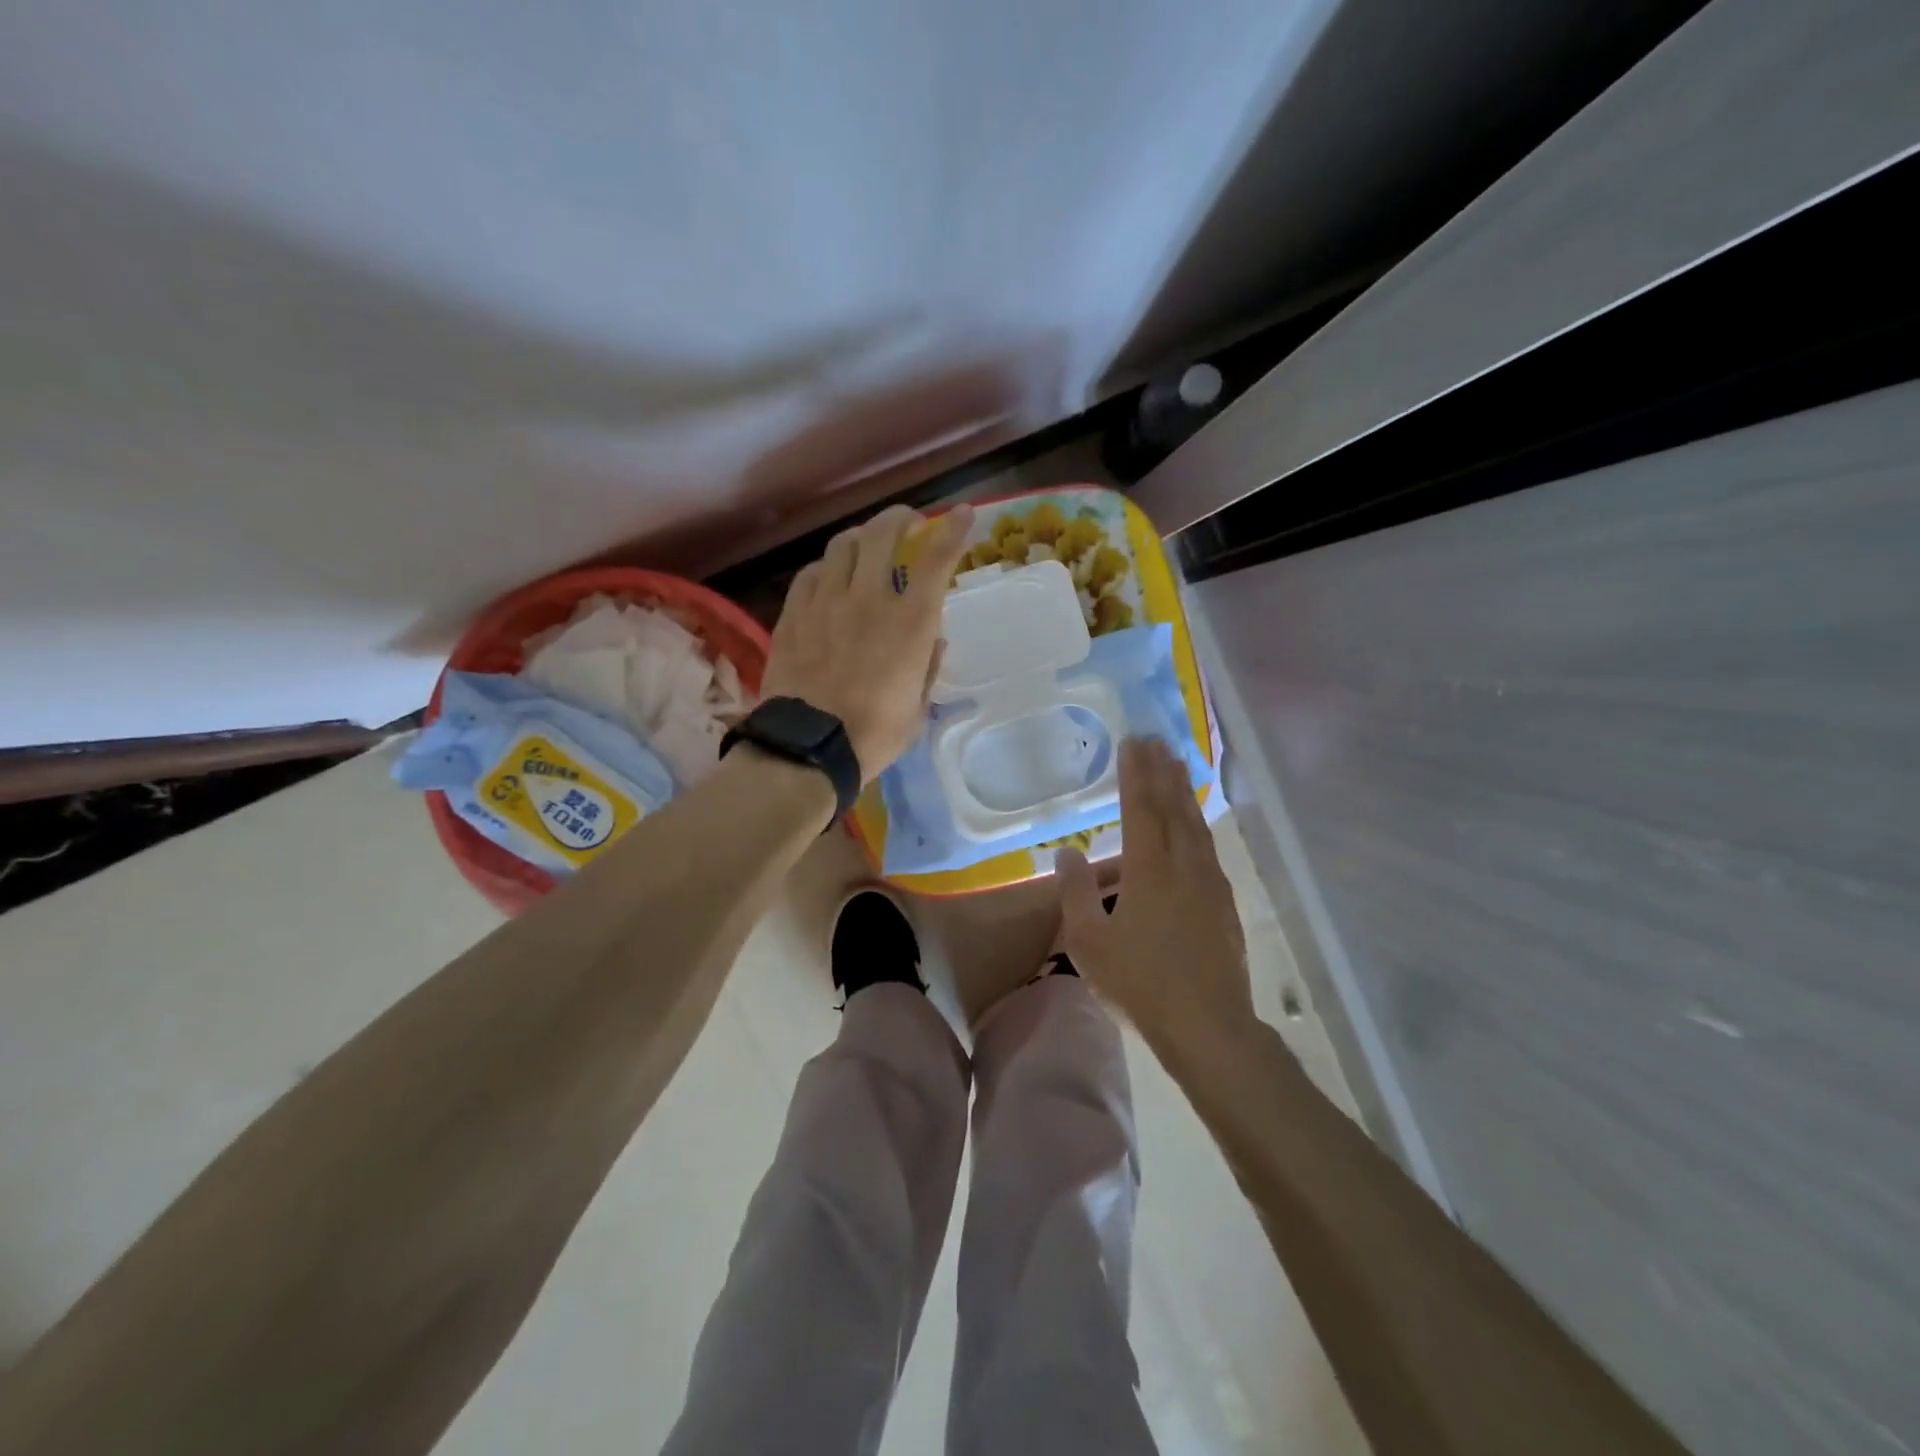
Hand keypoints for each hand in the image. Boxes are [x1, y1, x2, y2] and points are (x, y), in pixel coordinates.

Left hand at [761, 503, 973, 781]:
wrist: (808, 747)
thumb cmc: (874, 734)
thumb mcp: (916, 707)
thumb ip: (927, 667)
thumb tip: (934, 640)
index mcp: (909, 623)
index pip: (936, 560)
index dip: (952, 531)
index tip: (962, 514)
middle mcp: (868, 599)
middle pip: (882, 534)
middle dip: (899, 518)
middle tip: (907, 522)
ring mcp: (826, 602)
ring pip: (842, 545)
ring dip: (861, 537)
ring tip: (866, 545)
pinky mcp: (793, 614)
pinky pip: (810, 573)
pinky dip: (826, 568)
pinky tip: (829, 578)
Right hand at [1056, 738, 1252, 1057]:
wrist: (1208, 1025)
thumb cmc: (1139, 983)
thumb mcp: (1089, 942)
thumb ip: (1075, 893)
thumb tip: (1068, 851)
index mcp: (1149, 871)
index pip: (1140, 810)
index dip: (1135, 774)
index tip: (1132, 743)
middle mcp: (1183, 866)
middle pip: (1173, 808)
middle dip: (1162, 772)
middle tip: (1156, 740)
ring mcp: (1210, 883)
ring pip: (1196, 826)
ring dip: (1183, 793)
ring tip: (1177, 766)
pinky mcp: (1225, 903)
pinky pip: (1208, 849)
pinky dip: (1198, 825)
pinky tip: (1196, 826)